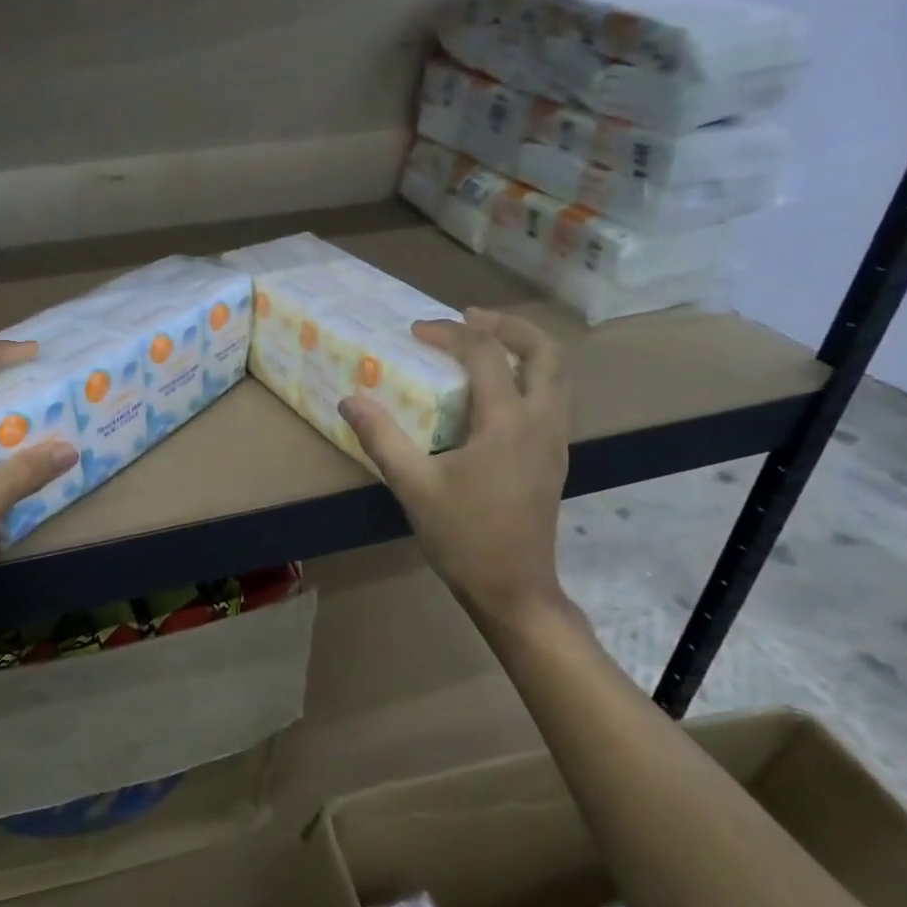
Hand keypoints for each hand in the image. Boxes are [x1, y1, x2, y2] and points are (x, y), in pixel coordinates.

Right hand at [339, 309, 570, 623]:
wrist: (513, 588)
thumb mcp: (413, 486)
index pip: (485, 354)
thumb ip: (381, 438)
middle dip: (508, 326)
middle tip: (470, 318)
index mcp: (507, 422)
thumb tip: (350, 400)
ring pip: (556, 374)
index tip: (416, 331)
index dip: (450, 333)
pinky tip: (496, 394)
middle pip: (543, 352)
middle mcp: (541, 421)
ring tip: (486, 344)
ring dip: (524, 348)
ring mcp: (554, 440)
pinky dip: (529, 376)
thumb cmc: (463, 537)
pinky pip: (552, 398)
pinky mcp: (554, 458)